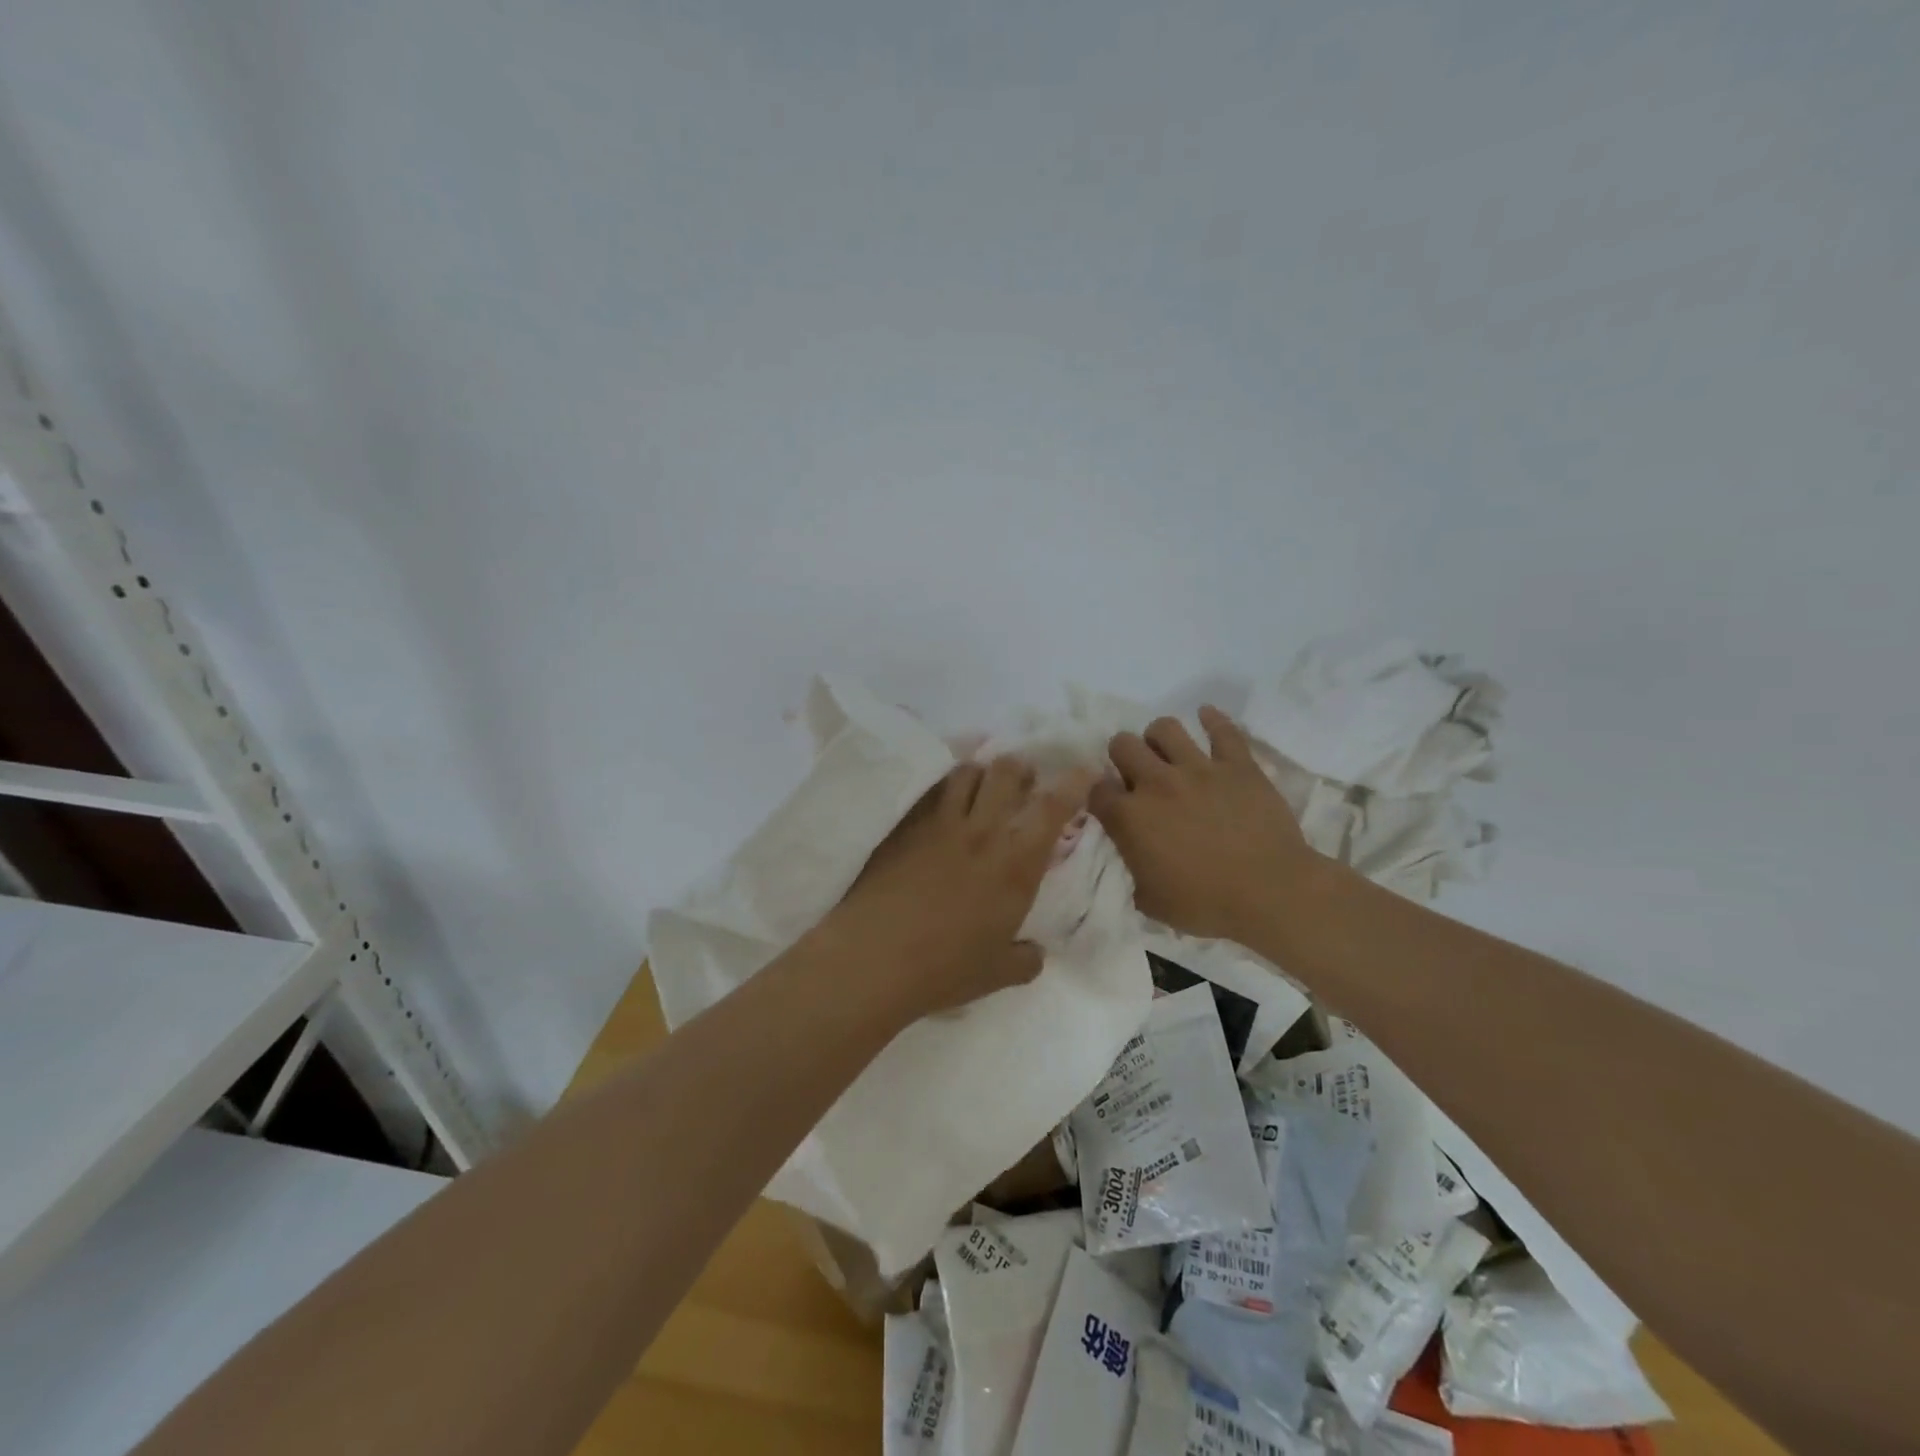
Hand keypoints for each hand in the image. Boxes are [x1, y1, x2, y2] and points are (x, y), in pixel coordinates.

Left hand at [823, 757, 1092, 1018]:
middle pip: (1007, 772)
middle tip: (1023, 781)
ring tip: (981, 789)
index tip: (1083, 769)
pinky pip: (931, 791)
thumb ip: (1024, 960)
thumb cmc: (944, 969)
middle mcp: (982, 833)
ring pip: (966, 772)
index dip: (1073, 783)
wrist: (874, 958)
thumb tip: (1034, 953)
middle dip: (1021, 769)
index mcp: (1016, 866)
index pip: (1052, 808)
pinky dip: (945, 788)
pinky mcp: (906, 826)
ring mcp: (940, 824)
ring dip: (981, 772)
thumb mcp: (997, 974)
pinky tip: (942, 804)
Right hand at [1089, 707, 1317, 943]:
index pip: (1098, 790)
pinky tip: (1206, 715)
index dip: (1102, 796)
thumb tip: (1137, 861)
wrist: (1269, 892)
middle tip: (1136, 773)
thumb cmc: (1206, 904)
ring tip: (1167, 751)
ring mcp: (1198, 768)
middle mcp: (1156, 783)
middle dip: (1123, 756)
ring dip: (1159, 737)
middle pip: (1122, 745)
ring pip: (1165, 728)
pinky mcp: (1237, 765)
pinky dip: (1212, 719)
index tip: (1113, 806)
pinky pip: (1222, 730)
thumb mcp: (1152, 901)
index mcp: (1130, 817)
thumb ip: (1135, 872)